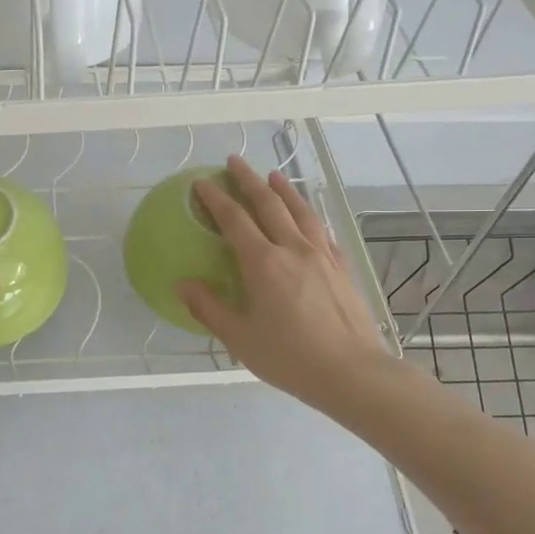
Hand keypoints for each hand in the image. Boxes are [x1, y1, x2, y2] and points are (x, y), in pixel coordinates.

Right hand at [178, 156, 392, 413]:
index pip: (235, 220)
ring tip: (273, 174)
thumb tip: (181, 285)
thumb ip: (209, 308)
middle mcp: (293, 249)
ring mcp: (322, 255)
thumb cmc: (290, 357)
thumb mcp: (240, 338)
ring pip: (300, 211)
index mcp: (264, 264)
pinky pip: (322, 230)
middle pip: (269, 204)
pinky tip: (308, 216)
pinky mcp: (342, 267)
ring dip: (283, 189)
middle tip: (234, 161)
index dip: (216, 199)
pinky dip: (309, 214)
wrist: (352, 372)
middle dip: (248, 180)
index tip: (202, 183)